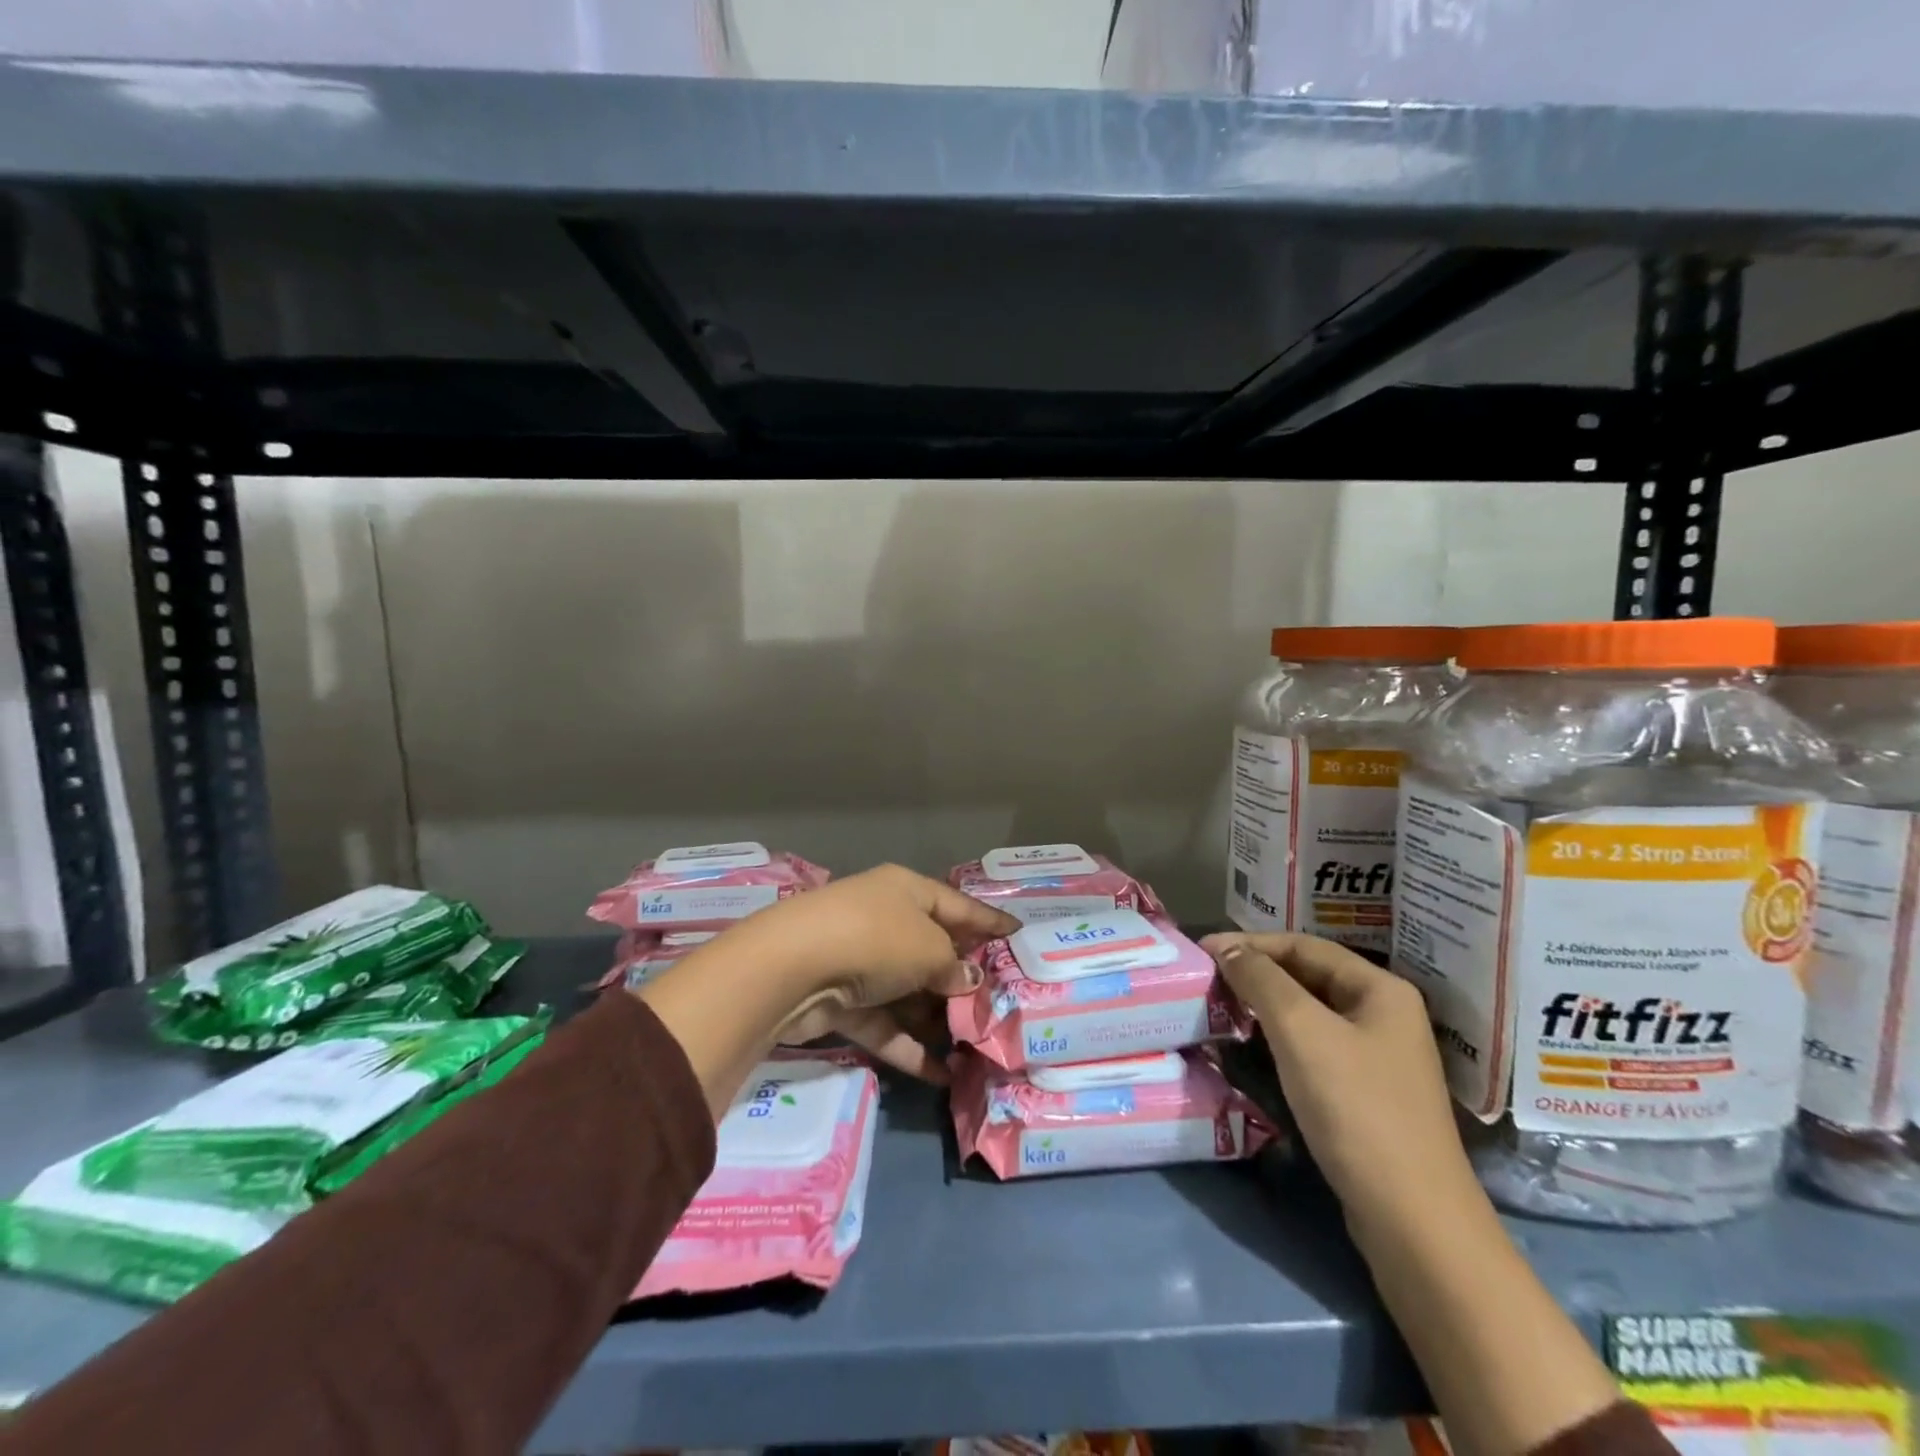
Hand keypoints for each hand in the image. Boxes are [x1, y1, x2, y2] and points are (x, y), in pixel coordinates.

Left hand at [746, 865, 1018, 1080]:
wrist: (794, 968)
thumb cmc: (876, 939)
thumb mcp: (929, 949)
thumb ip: (954, 967)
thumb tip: (968, 980)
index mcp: (907, 892)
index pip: (958, 905)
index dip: (989, 922)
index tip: (1019, 936)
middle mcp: (885, 920)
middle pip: (933, 951)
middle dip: (964, 982)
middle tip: (1001, 1008)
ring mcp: (861, 961)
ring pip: (909, 993)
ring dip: (937, 1021)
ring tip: (976, 1050)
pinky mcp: (842, 1002)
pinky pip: (885, 1023)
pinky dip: (909, 1047)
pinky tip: (942, 1075)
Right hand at [1199, 932, 1474, 1233]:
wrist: (1411, 1218)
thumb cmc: (1356, 1108)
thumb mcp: (1301, 1032)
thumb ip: (1261, 980)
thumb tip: (1226, 949)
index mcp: (1381, 989)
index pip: (1304, 945)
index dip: (1249, 943)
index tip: (1202, 950)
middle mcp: (1385, 1014)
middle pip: (1309, 976)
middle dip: (1256, 972)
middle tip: (1207, 978)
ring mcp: (1379, 1057)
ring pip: (1310, 1013)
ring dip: (1264, 1005)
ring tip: (1220, 1007)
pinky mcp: (1366, 1093)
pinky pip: (1315, 1047)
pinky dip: (1279, 1038)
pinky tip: (1251, 1047)